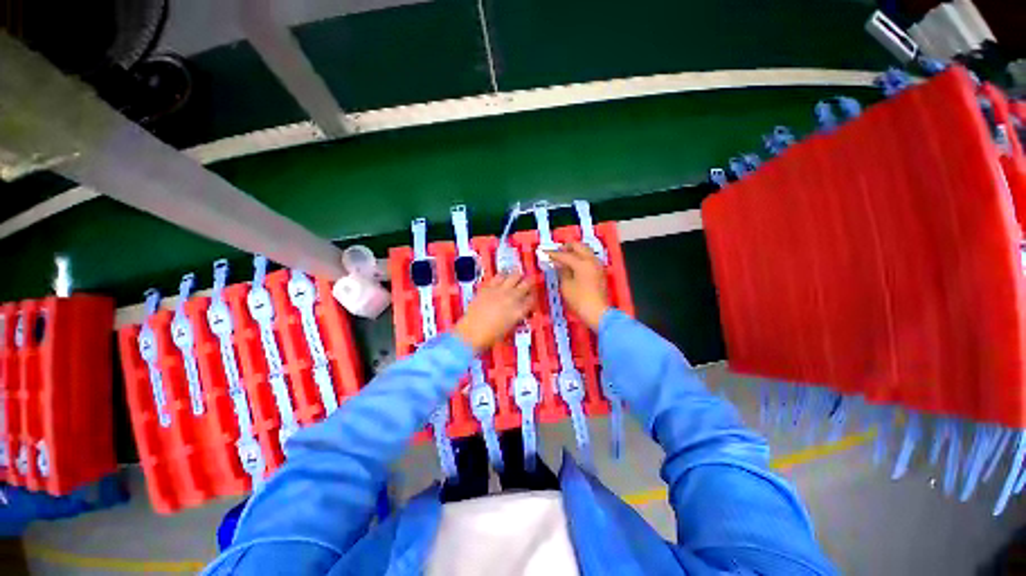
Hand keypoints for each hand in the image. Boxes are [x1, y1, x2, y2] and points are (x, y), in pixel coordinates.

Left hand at [454, 273, 534, 353]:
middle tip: (528, 284)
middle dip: (529, 284)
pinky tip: (503, 278)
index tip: (530, 298)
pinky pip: (499, 276)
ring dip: (518, 277)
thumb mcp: (509, 328)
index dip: (532, 298)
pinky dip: (503, 276)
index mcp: (519, 310)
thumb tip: (520, 311)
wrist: (471, 333)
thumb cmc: (491, 336)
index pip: (532, 299)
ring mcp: (500, 290)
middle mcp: (512, 298)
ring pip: (515, 275)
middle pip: (527, 284)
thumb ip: (517, 317)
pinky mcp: (489, 287)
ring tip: (517, 278)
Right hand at [547, 243, 609, 330]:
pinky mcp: (600, 272)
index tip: (545, 253)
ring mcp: (598, 265)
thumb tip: (559, 263)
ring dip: (575, 251)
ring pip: (586, 251)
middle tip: (556, 252)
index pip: (565, 254)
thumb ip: (562, 271)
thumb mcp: (566, 286)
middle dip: (567, 247)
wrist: (597, 312)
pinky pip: (589, 258)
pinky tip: (574, 264)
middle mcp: (592, 260)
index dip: (554, 254)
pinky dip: (581, 257)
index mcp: (582, 263)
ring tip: (564, 257)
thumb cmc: (579, 300)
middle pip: (579, 246)